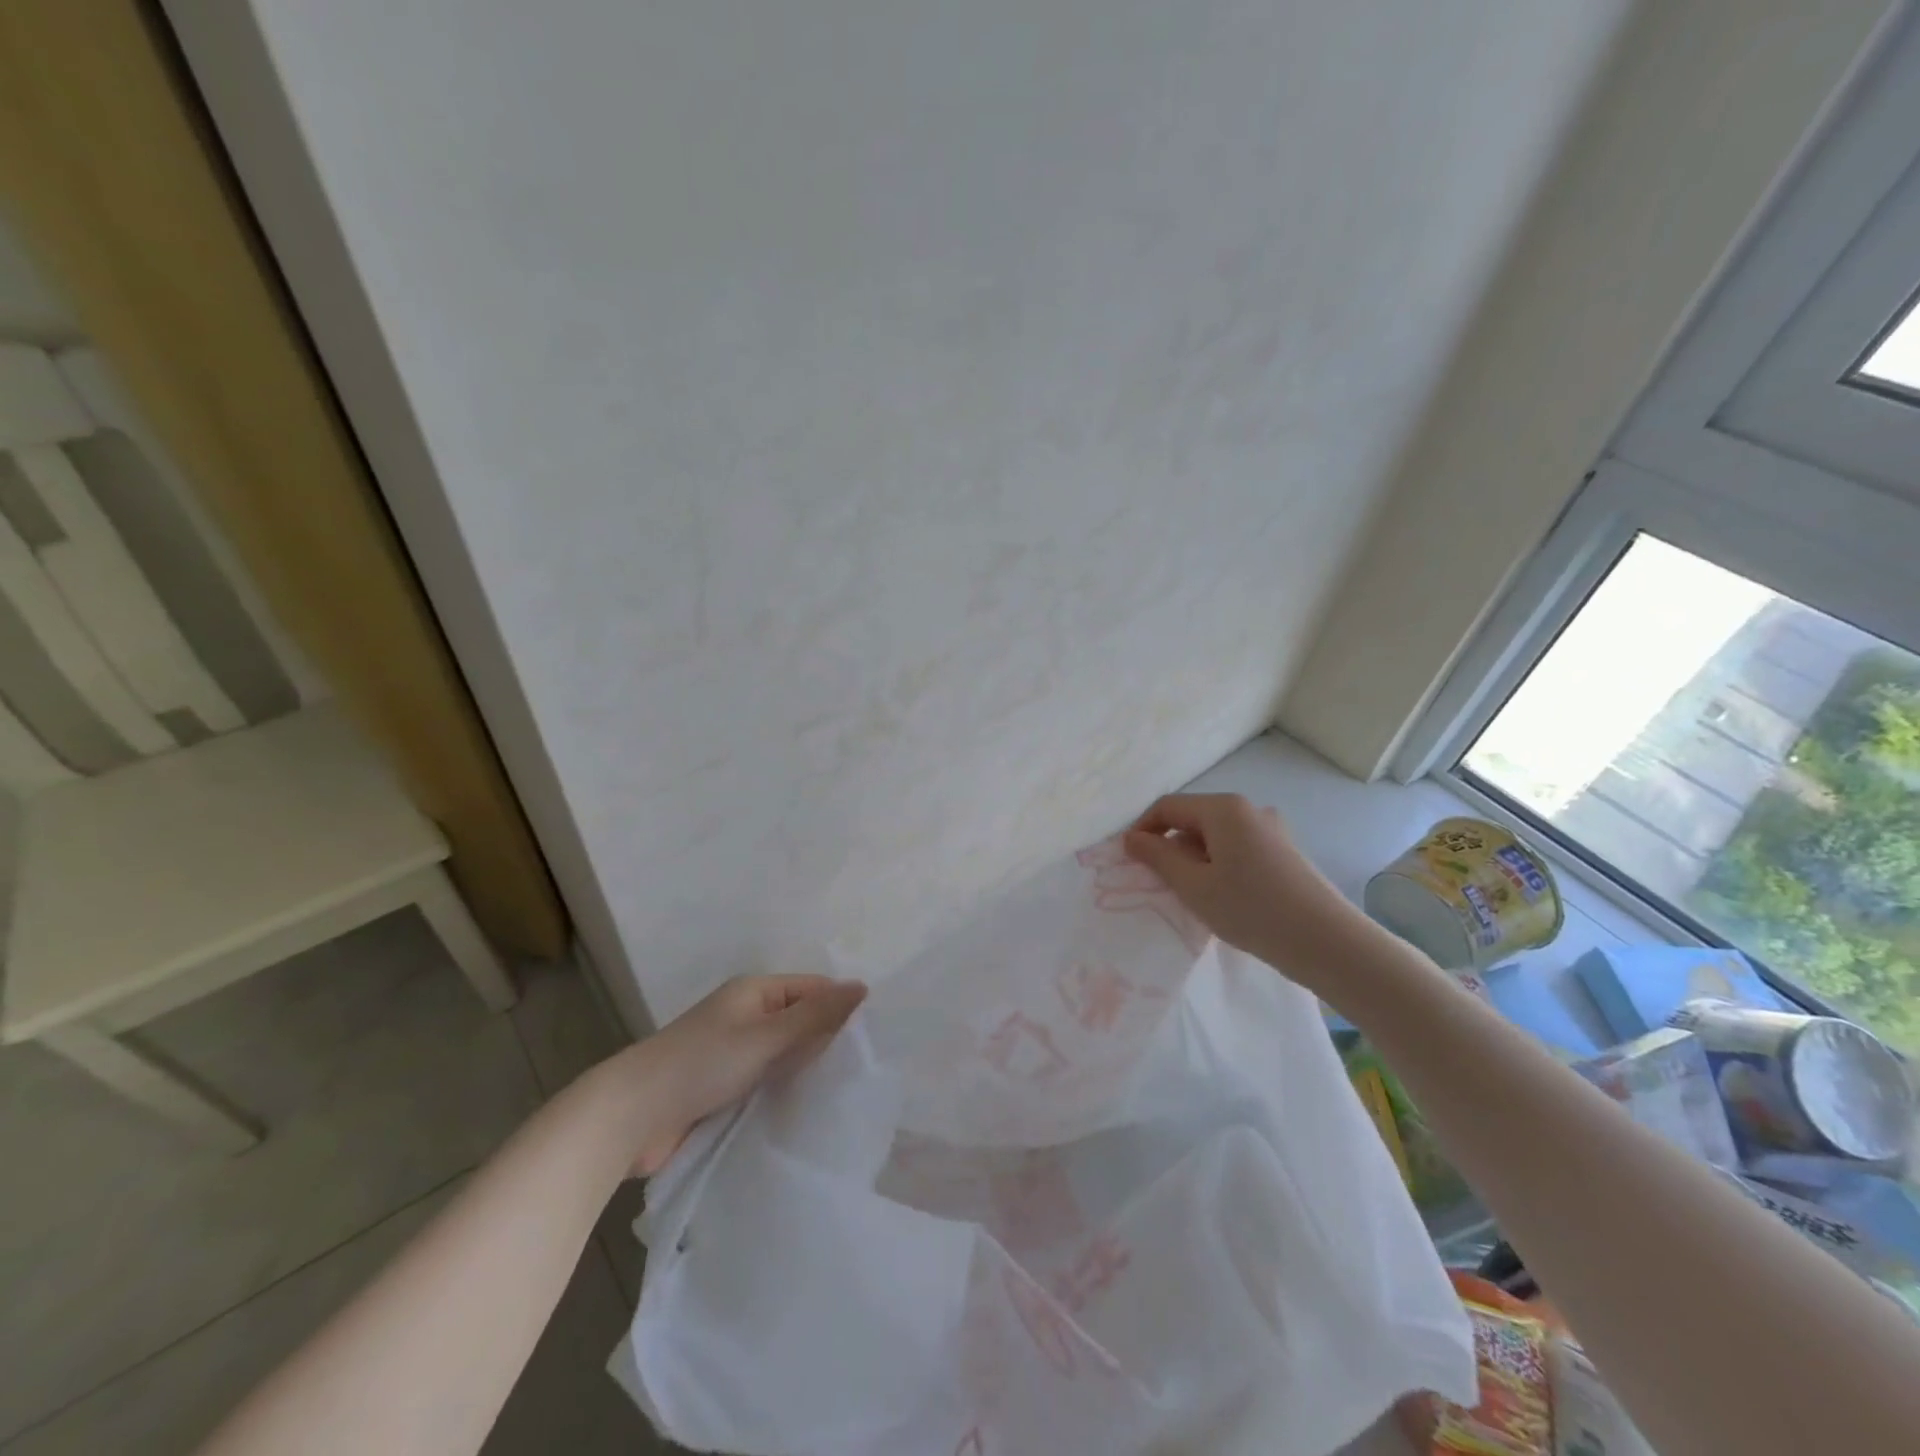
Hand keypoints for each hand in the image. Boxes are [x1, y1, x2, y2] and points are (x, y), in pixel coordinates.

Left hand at [623, 974, 867, 1174]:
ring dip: (805, 1068)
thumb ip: (815, 1016)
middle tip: (864, 1069)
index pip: (812, 989)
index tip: (873, 1039)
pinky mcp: (723, 1086)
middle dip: (826, 1040)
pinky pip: (766, 1080)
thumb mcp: (765, 1037)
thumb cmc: (701, 1064)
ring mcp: (733, 1052)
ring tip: (845, 1091)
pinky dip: (784, 1089)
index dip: (840, 1008)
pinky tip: (808, 1108)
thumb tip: (862, 987)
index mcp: (754, 991)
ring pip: (784, 1054)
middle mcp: (745, 1015)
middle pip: (799, 1021)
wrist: (631, 1116)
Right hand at [1123, 793, 1355, 981]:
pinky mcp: (1283, 850)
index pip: (1168, 807)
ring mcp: (1270, 829)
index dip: (1142, 829)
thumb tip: (1132, 838)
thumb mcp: (1193, 885)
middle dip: (1169, 846)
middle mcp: (1248, 809)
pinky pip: (1236, 848)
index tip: (1128, 861)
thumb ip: (1157, 857)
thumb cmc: (1251, 909)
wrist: (1326, 941)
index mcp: (1223, 808)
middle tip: (1158, 883)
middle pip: (1192, 818)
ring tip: (1190, 894)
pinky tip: (1221, 896)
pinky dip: (1218, 865)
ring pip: (1215, 836)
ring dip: (1194, 858)